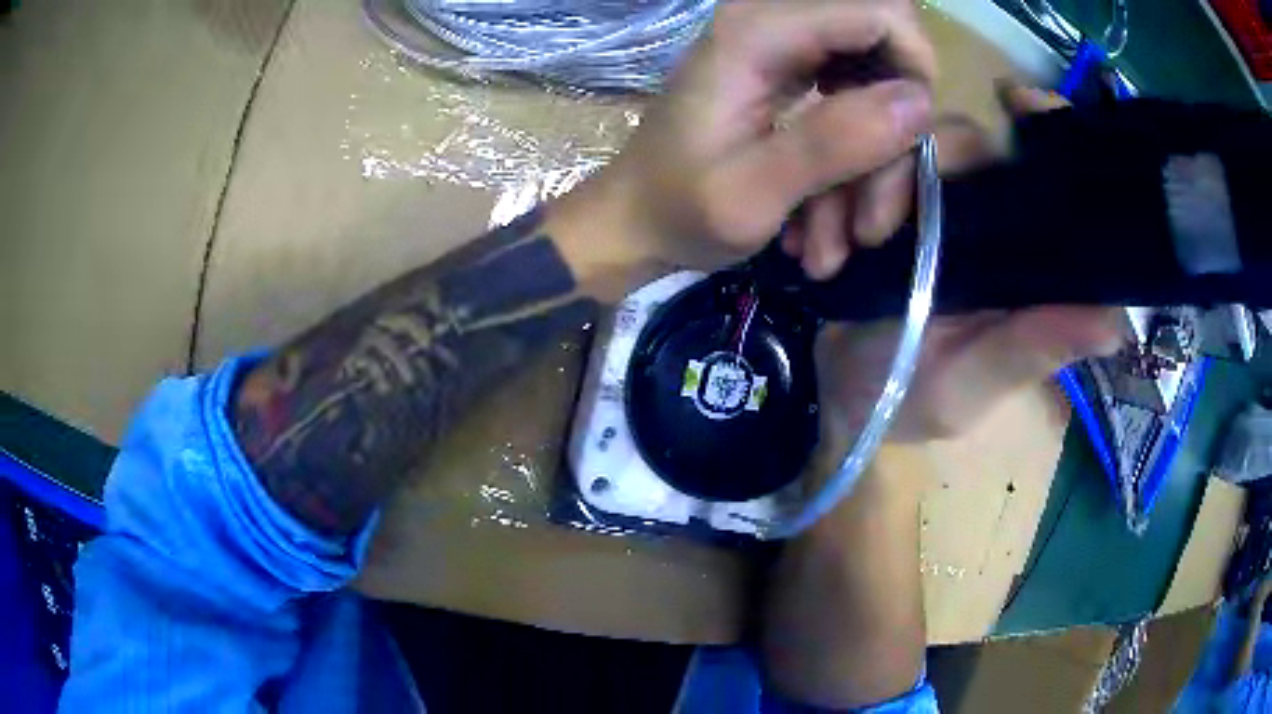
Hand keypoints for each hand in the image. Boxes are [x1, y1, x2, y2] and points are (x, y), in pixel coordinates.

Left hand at [549, 0, 937, 280]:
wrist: (633, 225)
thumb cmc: (677, 212)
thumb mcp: (753, 192)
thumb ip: (835, 142)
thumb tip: (919, 102)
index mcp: (760, 32)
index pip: (881, 12)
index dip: (914, 71)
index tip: (909, 145)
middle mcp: (775, 26)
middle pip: (885, 54)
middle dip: (894, 142)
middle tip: (870, 221)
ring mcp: (783, 52)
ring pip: (874, 92)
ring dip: (870, 175)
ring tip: (834, 244)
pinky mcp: (787, 79)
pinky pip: (850, 111)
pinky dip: (849, 171)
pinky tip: (822, 225)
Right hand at [814, 82, 1124, 442]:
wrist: (833, 398)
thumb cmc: (909, 399)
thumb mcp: (971, 384)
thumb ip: (1030, 350)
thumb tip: (1114, 324)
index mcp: (1021, 254)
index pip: (1046, 170)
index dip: (1046, 126)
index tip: (1015, 99)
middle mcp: (983, 216)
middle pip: (958, 142)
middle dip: (902, 175)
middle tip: (866, 233)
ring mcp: (926, 205)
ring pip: (894, 147)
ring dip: (851, 190)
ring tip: (825, 254)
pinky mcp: (878, 206)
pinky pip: (850, 168)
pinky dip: (826, 197)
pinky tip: (810, 244)